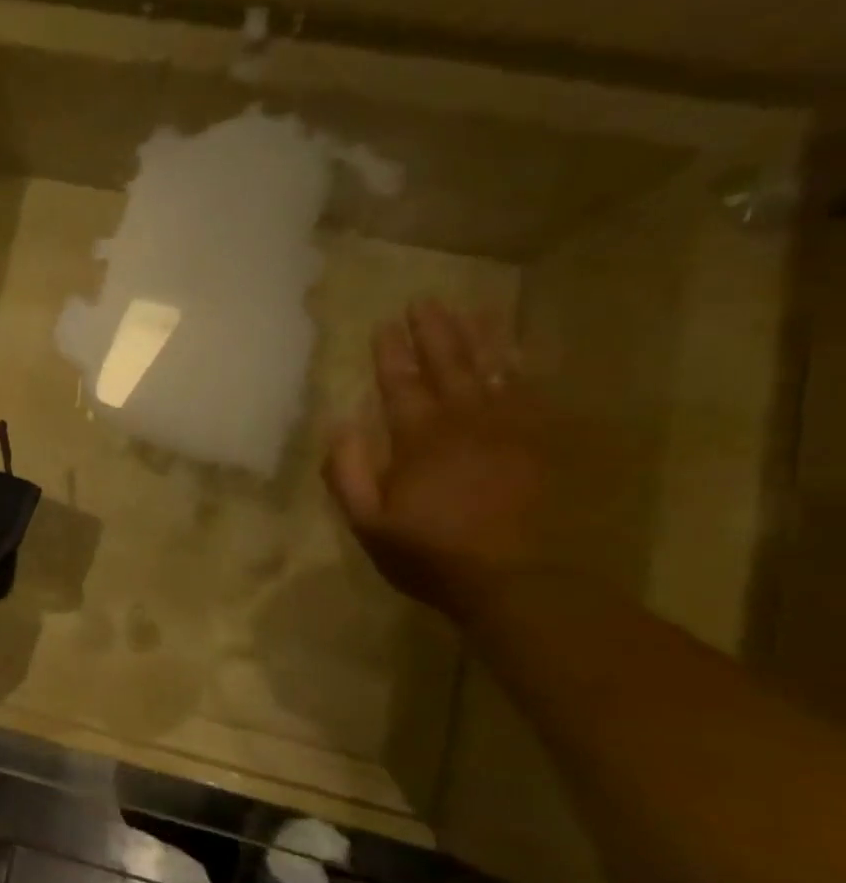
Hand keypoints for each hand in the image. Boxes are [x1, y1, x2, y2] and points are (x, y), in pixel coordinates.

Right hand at [324, 300, 547, 622]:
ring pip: (494, 370)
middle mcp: (465, 422)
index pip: (400, 385)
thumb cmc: (429, 553)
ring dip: (479, 338)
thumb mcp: (367, 522)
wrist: (516, 580)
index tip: (383, 325)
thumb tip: (340, 425)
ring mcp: (510, 429)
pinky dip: (524, 366)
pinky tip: (518, 351)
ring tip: (470, 309)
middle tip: (425, 301)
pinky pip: (534, 392)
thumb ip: (348, 472)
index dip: (390, 354)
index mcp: (419, 440)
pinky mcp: (543, 443)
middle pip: (448, 366)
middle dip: (434, 332)